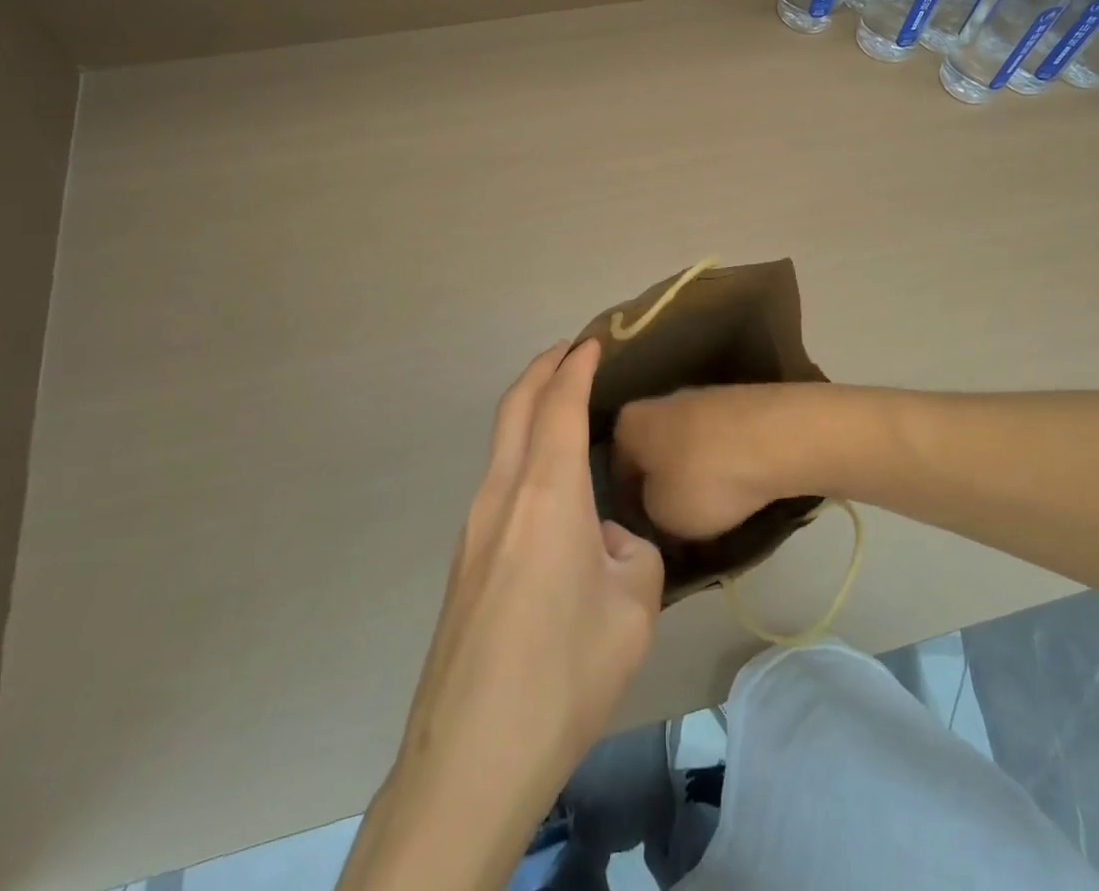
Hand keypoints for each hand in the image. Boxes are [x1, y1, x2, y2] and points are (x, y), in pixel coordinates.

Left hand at [339, 340, 664, 890]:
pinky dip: (522, 453)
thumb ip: (631, 555)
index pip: (559, 404)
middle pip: (516, 407)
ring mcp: (473, 527)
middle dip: (542, 369)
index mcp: (547, 493)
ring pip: (501, 442)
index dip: (576, 366)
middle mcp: (501, 494)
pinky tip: (548, 489)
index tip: (593, 342)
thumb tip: (607, 543)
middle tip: (570, 352)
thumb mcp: (634, 609)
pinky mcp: (463, 561)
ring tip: (562, 409)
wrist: (471, 756)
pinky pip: (497, 482)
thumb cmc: (564, 673)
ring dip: (529, 411)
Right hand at [614, 384, 801, 541]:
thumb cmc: (705, 478)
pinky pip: (720, 446)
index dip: (628, 509)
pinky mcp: (738, 406)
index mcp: (629, 423)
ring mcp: (702, 400)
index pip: (616, 472)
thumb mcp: (662, 515)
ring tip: (714, 519)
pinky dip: (725, 469)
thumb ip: (648, 514)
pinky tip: (739, 494)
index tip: (646, 537)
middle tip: (678, 531)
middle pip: (654, 456)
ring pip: (688, 451)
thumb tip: (656, 508)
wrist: (778, 437)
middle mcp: (660, 403)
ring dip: (696, 481)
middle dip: (664, 491)